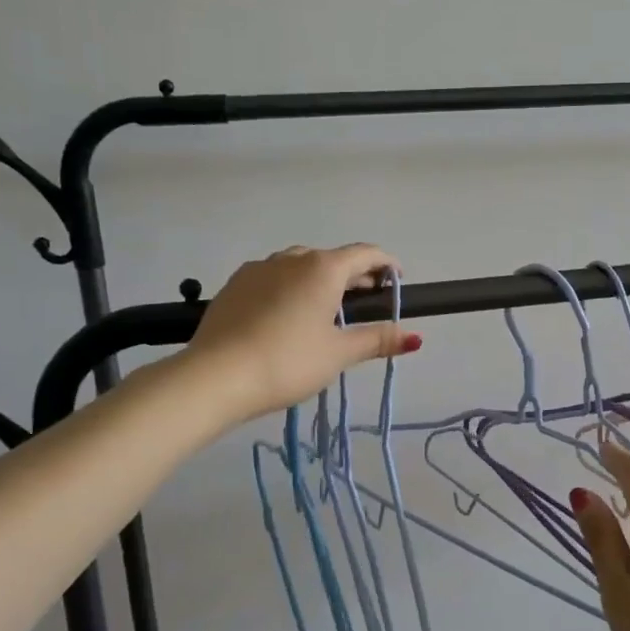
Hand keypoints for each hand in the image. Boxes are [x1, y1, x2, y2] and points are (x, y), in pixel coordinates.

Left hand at [187, 243, 421, 421]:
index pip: (365, 254)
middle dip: (354, 276)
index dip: (386, 264)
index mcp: (323, 269)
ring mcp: (259, 269)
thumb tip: (415, 337)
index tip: (397, 282)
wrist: (215, 376)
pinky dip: (290, 288)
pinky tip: (287, 316)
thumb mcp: (338, 354)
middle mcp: (292, 258)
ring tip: (326, 310)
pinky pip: (273, 277)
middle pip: (333, 259)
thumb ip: (377, 340)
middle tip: (366, 302)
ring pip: (300, 265)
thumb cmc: (287, 362)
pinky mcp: (234, 284)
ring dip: (320, 280)